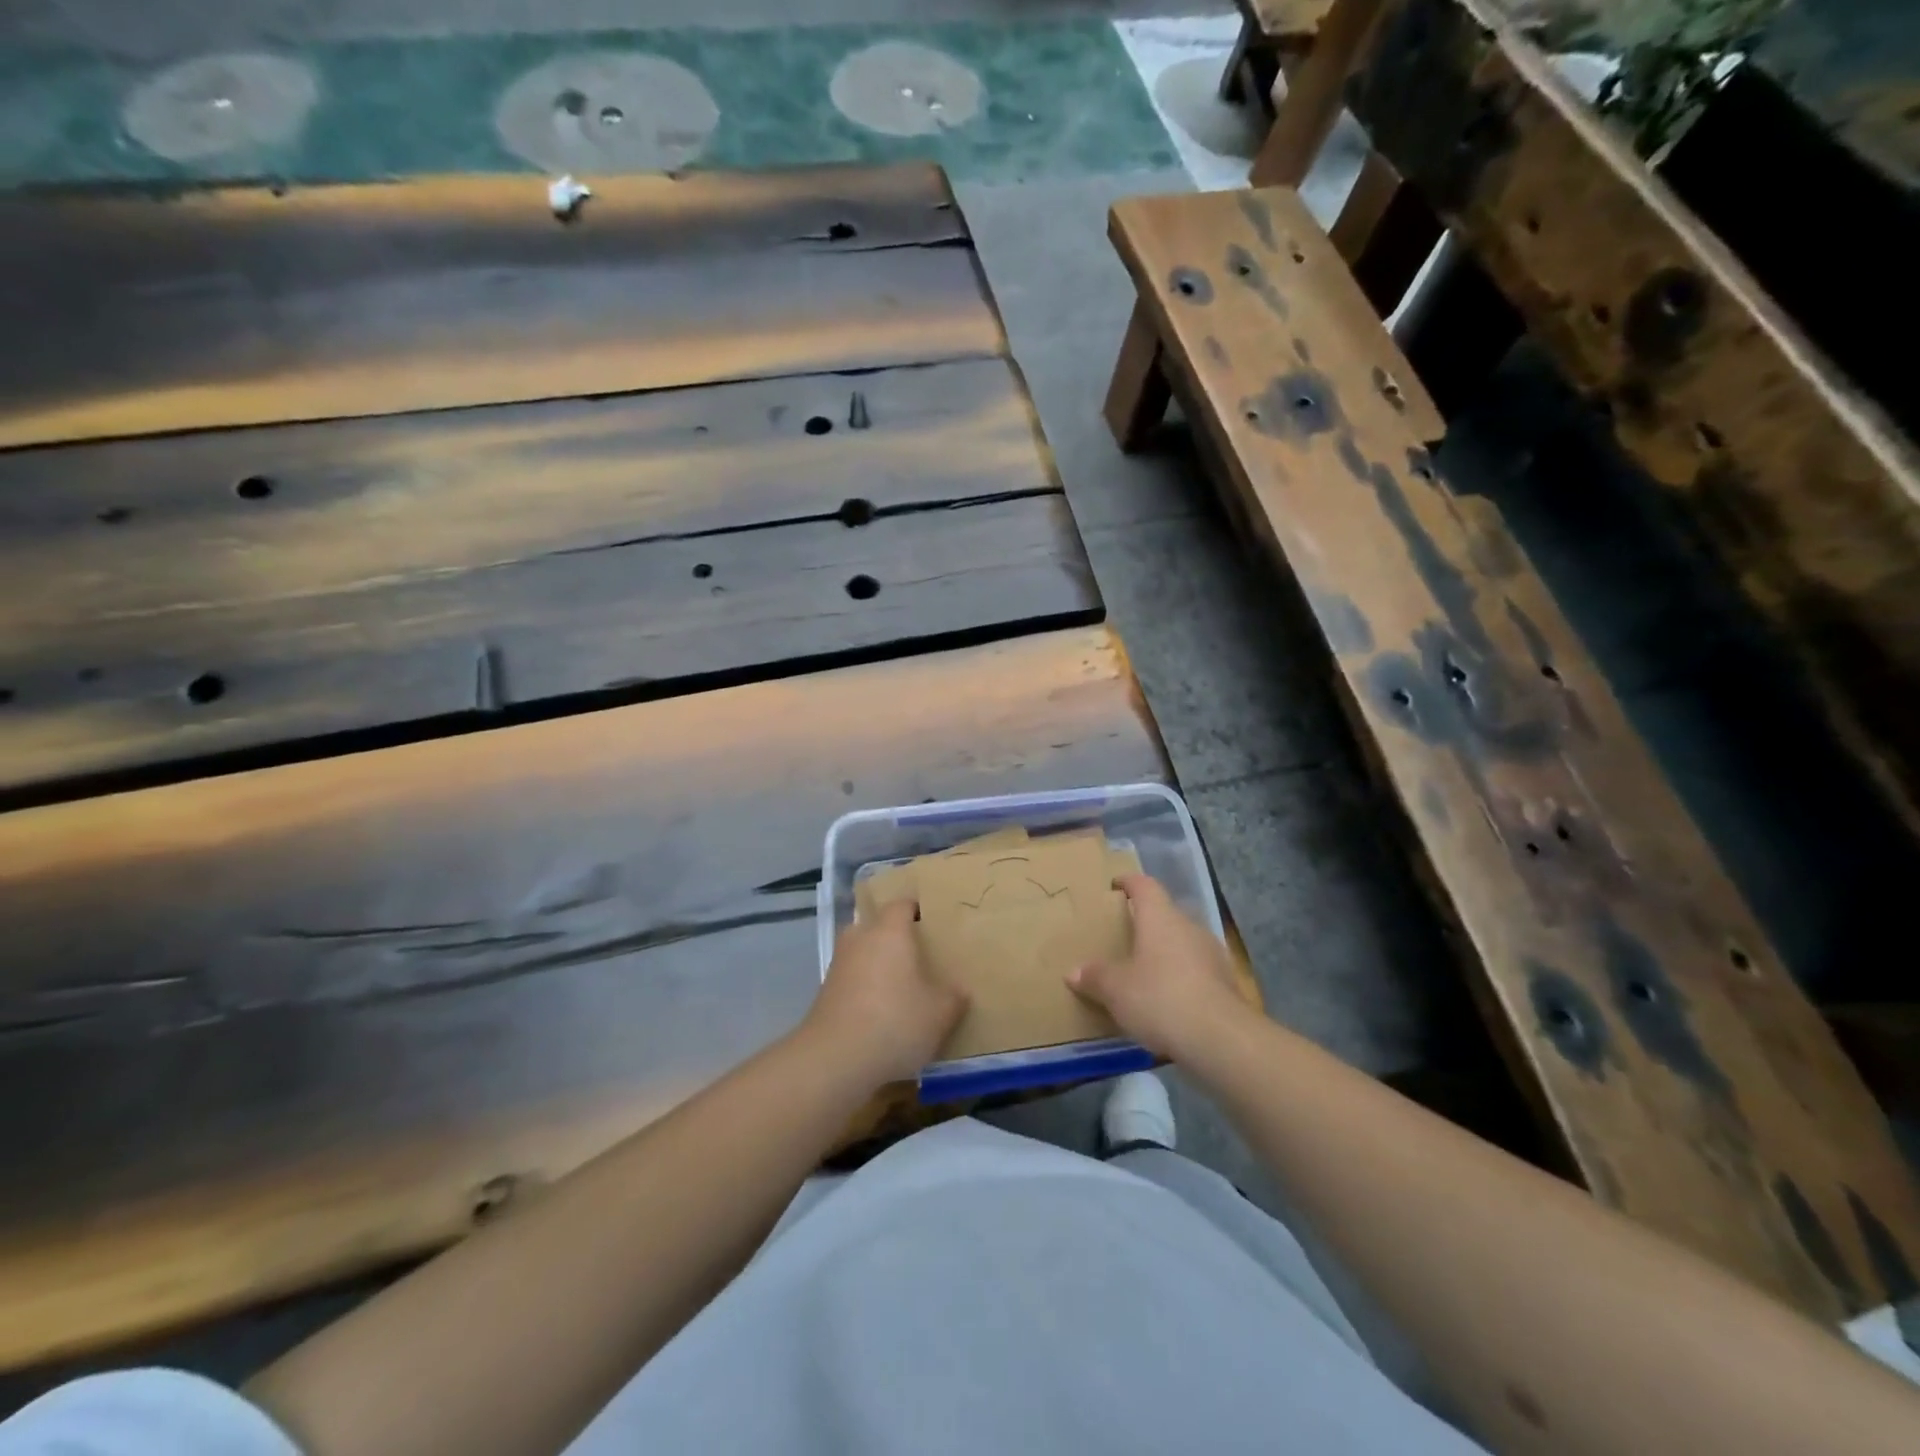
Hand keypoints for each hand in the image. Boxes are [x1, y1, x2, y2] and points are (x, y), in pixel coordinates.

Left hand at [804, 899, 966, 1085]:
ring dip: (881, 965)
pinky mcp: (826, 992)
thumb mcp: (940, 1013)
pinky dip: (867, 988)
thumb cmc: (895, 1022)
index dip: (919, 910)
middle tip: (923, 955)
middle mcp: (860, 938)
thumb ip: (954, 997)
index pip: (903, 904)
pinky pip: (854, 978)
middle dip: (898, 938)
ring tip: (905, 986)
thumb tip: (959, 990)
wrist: (834, 1060)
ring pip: (865, 953)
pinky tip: (883, 1012)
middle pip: (880, 926)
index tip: (936, 922)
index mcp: (889, 931)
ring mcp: (839, 965)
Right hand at [1067, 874, 1250, 1060]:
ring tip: (1143, 970)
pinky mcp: (1226, 982)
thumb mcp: (1116, 990)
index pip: (1144, 885)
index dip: (1128, 882)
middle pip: (1165, 914)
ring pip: (1182, 942)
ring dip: (1164, 952)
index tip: (1115, 885)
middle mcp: (1189, 926)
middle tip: (1123, 936)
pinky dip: (1180, 977)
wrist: (1221, 1039)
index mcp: (1160, 917)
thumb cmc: (1160, 998)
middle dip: (1145, 922)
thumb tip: (1074, 972)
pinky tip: (1167, 999)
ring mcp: (1212, 954)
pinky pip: (1196, 970)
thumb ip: (1095, 977)